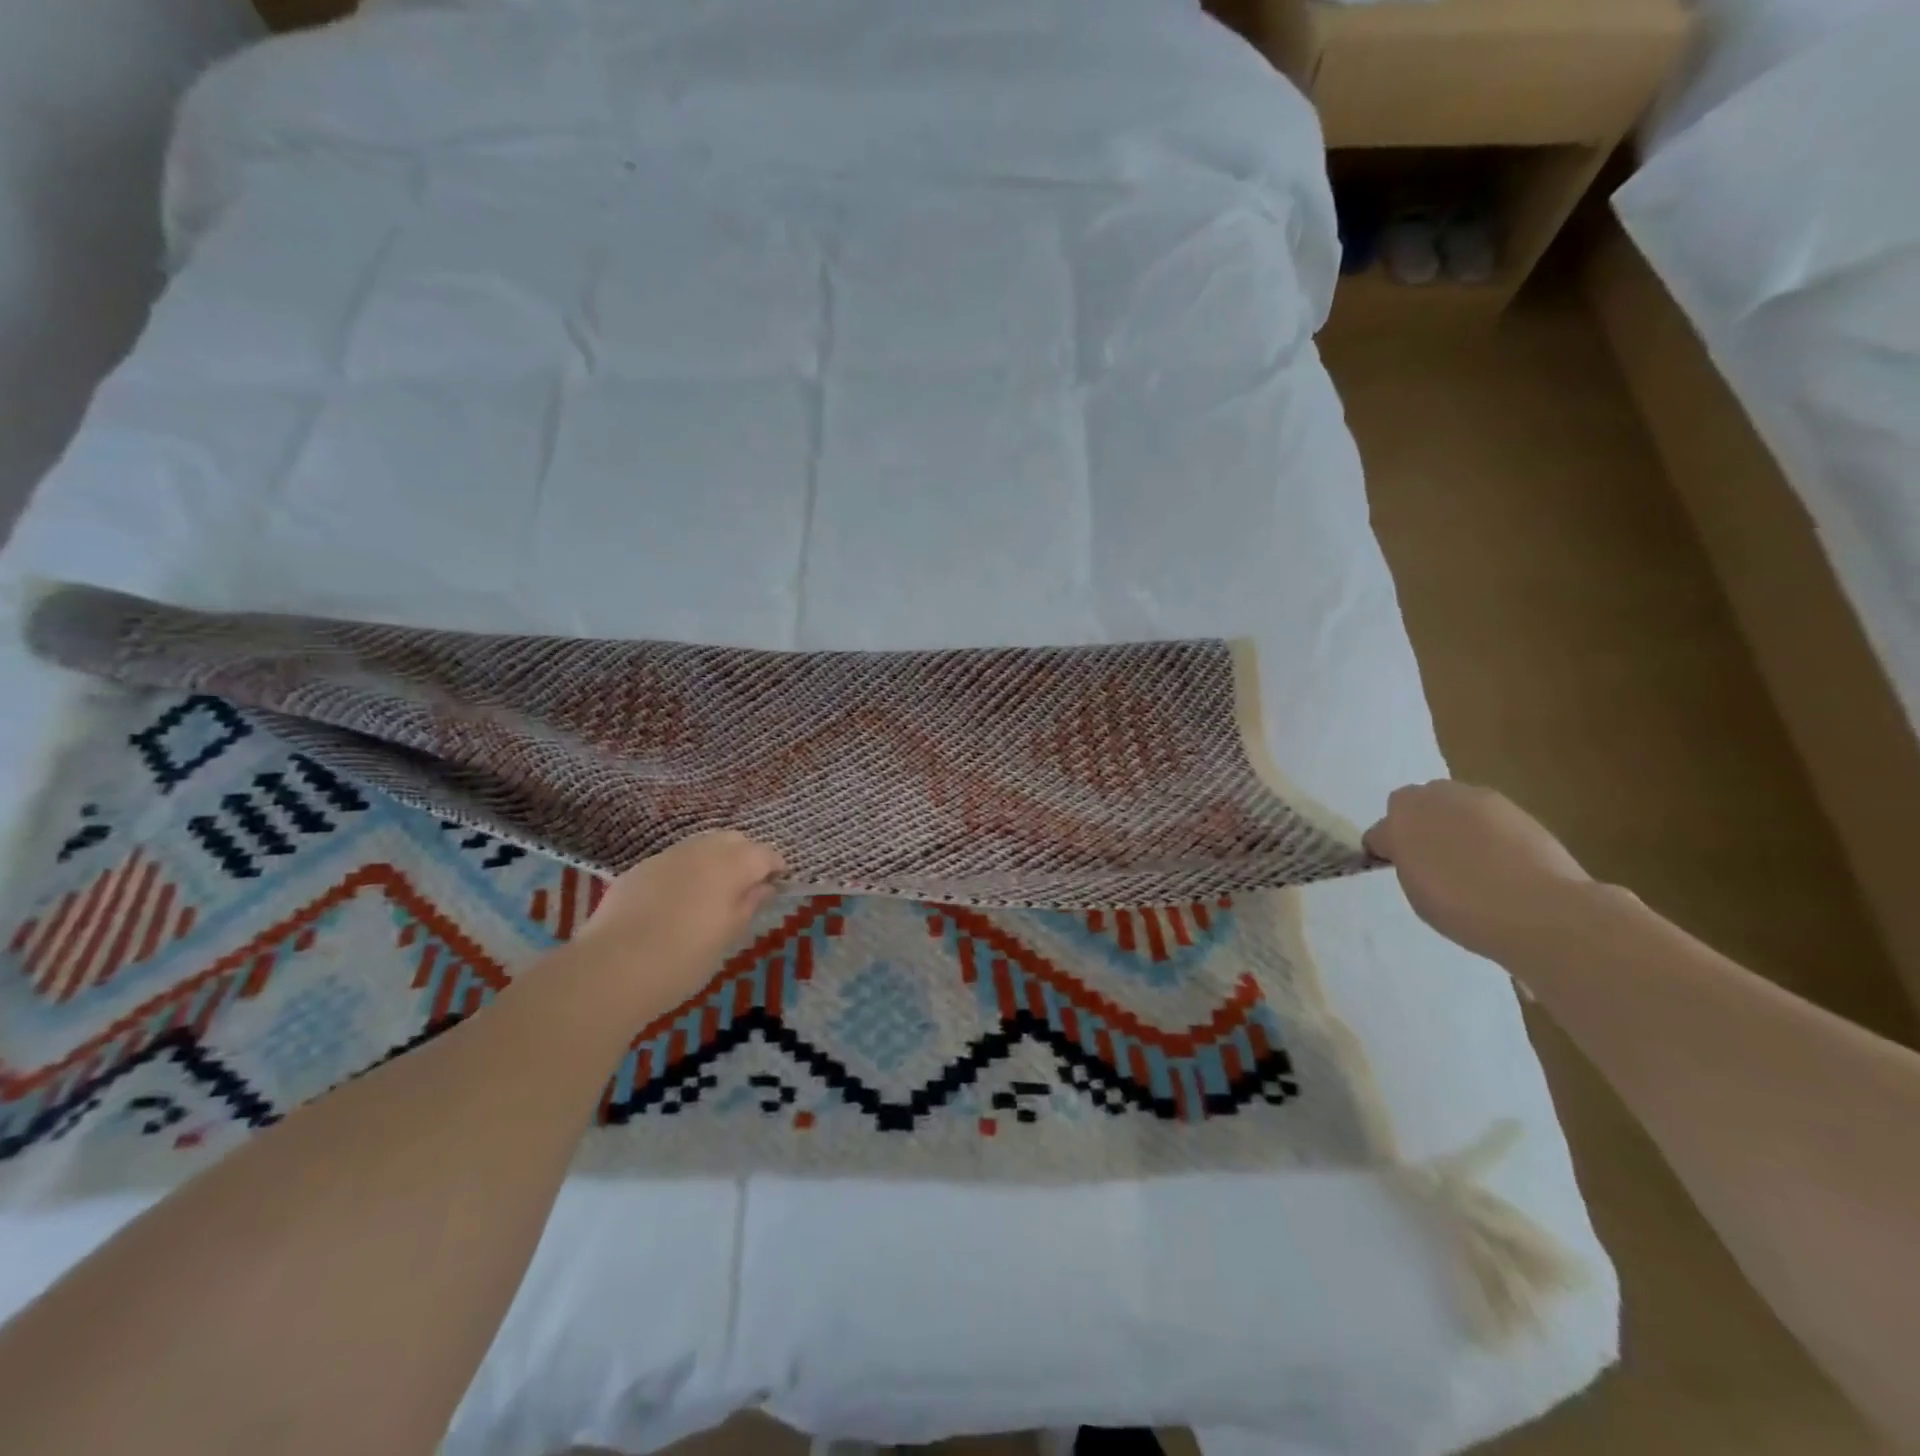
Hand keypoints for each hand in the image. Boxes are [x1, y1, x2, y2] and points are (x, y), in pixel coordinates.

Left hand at [566, 831, 784, 1015]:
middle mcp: (701, 850)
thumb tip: (765, 887)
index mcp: (731, 865)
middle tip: (747, 886)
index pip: (764, 854)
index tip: (778, 884)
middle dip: (745, 856)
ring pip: (700, 845)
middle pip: (732, 840)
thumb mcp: (727, 937)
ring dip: (714, 860)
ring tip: (713, 892)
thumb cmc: (683, 959)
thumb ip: (749, 905)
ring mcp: (666, 857)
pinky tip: (678, 900)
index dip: (775, 866)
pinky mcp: (638, 870)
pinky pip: (673, 861)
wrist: (612, 969)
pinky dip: (685, 871)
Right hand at [1364, 781, 1590, 959]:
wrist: (1540, 909)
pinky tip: (1500, 860)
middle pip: (1414, 804)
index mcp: (1399, 820)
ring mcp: (1476, 798)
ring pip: (1451, 805)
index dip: (1387, 851)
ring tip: (1470, 861)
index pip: (1380, 832)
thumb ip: (1409, 863)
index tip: (1399, 871)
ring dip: (1452, 823)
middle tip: (1431, 859)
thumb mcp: (1417, 893)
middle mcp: (1433, 798)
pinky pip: (1486, 816)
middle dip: (1418, 825)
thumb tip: (1416, 854)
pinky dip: (1486, 831)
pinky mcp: (1513, 807)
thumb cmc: (1464, 908)